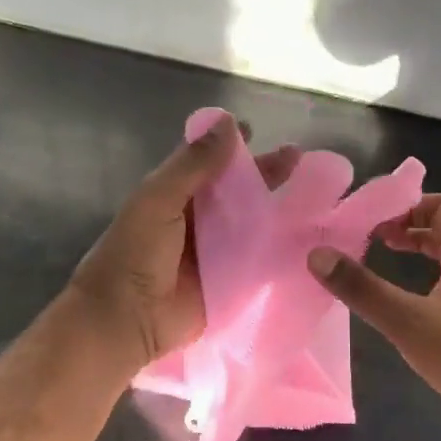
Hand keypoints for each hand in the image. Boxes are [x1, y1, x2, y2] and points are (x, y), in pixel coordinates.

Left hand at [69, 115, 299, 373]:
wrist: (126, 318)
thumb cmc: (135, 252)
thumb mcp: (159, 198)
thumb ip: (194, 164)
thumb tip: (228, 122)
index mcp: (174, 196)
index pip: (208, 164)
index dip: (230, 147)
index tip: (257, 130)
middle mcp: (197, 221)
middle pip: (236, 192)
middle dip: (264, 174)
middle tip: (298, 158)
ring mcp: (215, 253)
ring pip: (251, 224)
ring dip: (277, 210)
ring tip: (314, 196)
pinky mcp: (231, 282)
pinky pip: (259, 261)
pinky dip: (279, 250)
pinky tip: (309, 238)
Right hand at [307, 194, 440, 440]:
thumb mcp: (406, 320)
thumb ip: (361, 288)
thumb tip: (317, 255)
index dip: (408, 205)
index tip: (373, 219)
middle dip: (405, 226)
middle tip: (370, 237)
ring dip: (414, 251)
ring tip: (380, 257)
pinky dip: (421, 277)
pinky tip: (401, 297)